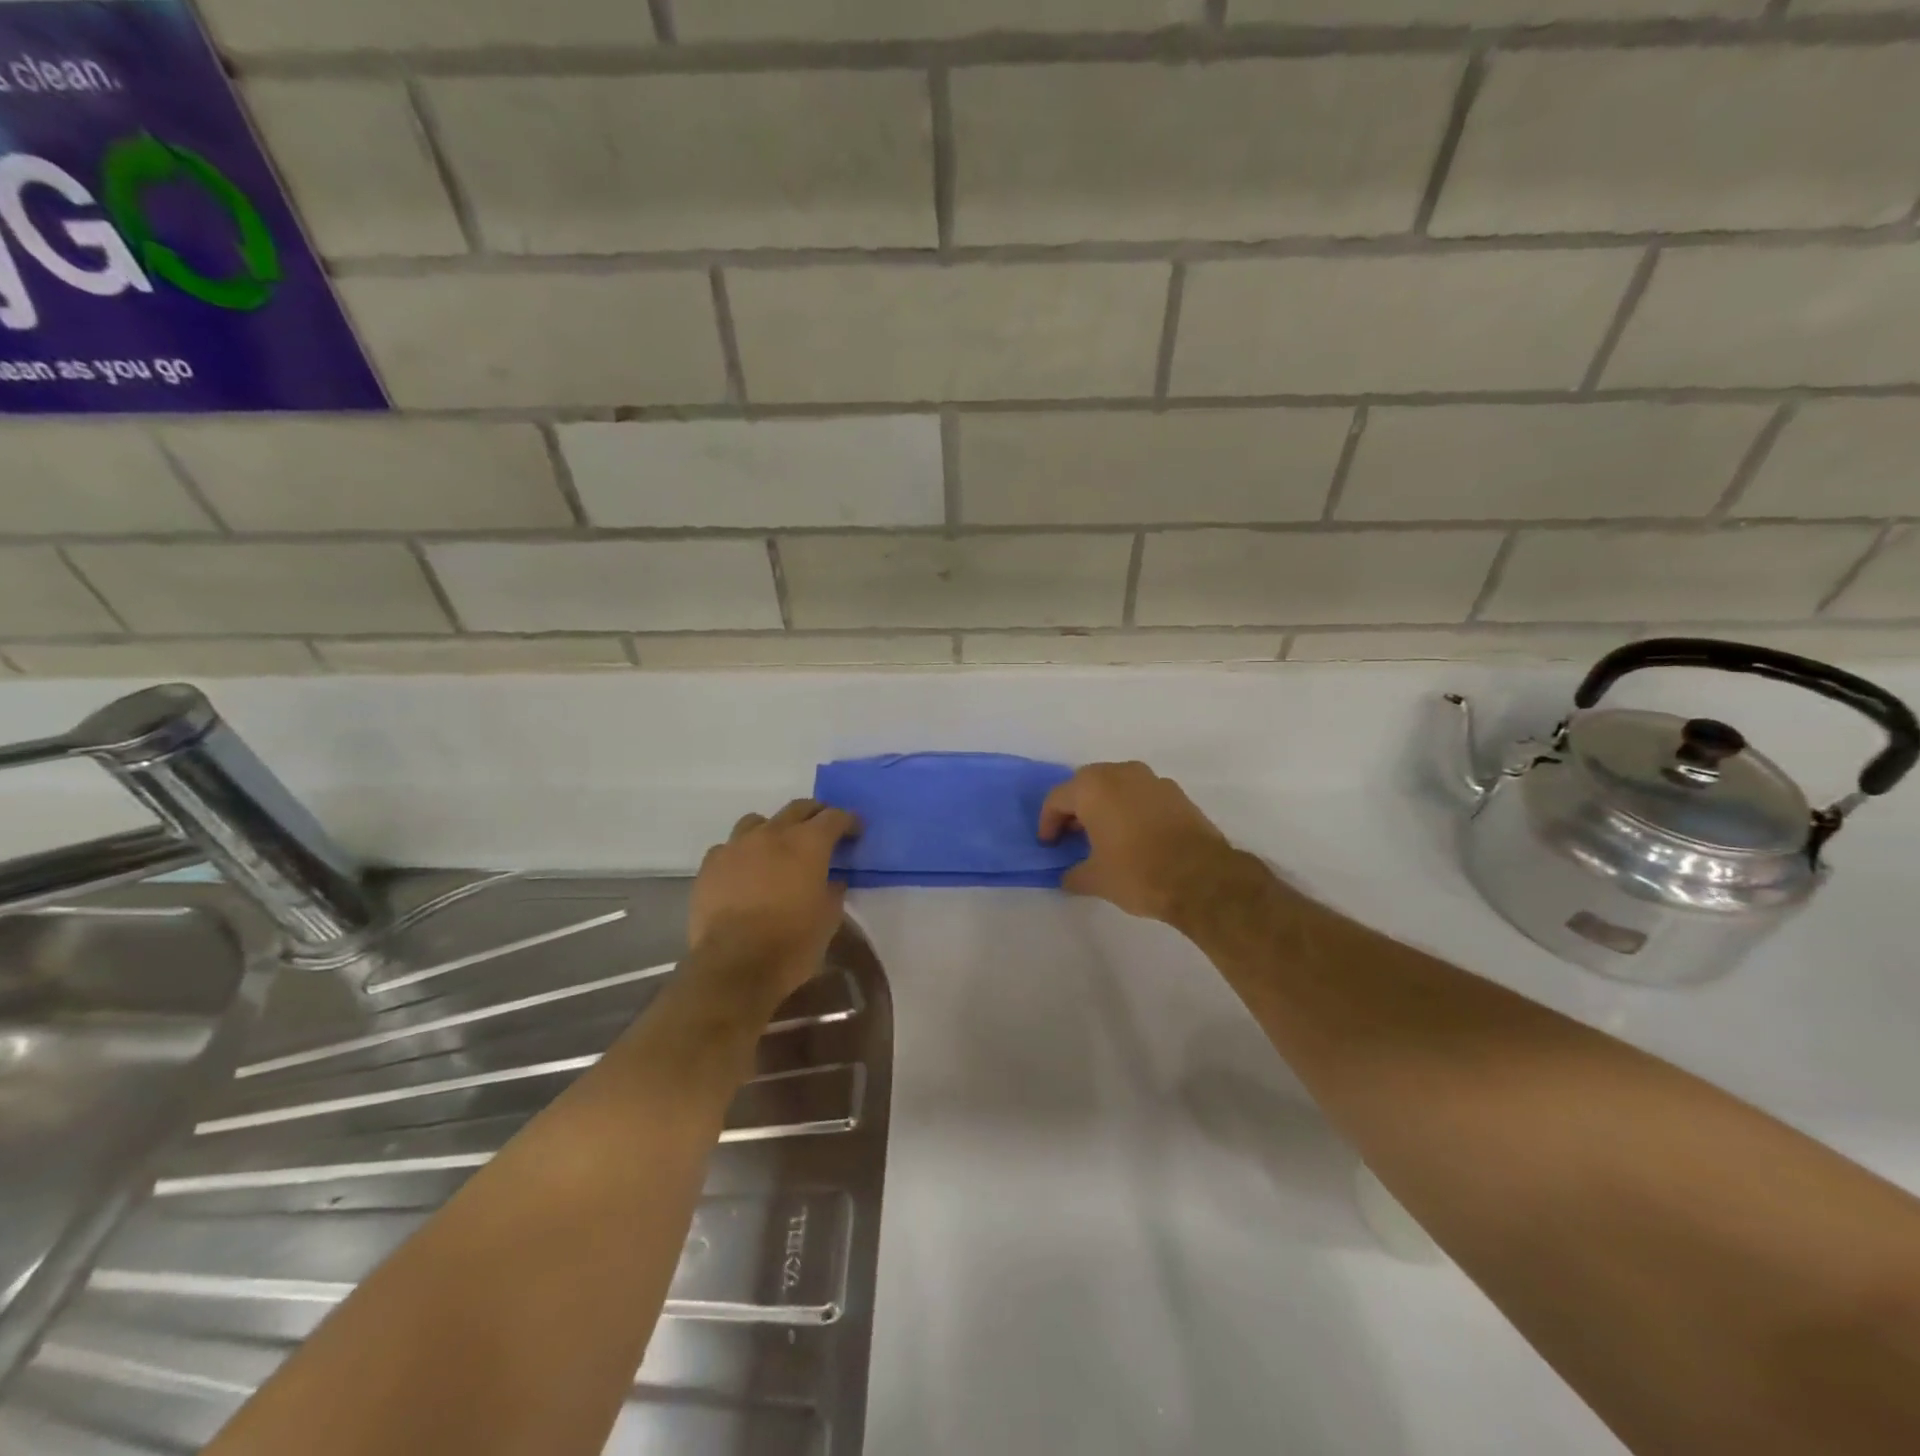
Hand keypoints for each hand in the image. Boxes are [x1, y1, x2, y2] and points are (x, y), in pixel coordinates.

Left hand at [688, 799, 860, 1007]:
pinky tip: (744, 871)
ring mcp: (737, 846)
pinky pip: (729, 847)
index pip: (834, 817)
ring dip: (773, 829)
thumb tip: (832, 881)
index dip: (848, 821)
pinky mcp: (710, 865)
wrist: (733, 965)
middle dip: (814, 815)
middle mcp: (772, 834)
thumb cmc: (792, 943)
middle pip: (797, 808)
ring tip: (777, 848)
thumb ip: (833, 892)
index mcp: (808, 844)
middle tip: (822, 830)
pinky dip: (742, 853)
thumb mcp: (828, 919)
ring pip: (757, 821)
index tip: (855, 831)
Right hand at [1039, 761, 1245, 925]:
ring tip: (1103, 835)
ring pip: (1116, 786)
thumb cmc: (1137, 872)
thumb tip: (1068, 877)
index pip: (1057, 799)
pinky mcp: (1177, 793)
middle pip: (1086, 785)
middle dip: (1075, 809)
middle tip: (1072, 835)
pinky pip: (1141, 795)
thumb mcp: (1096, 880)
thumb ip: (1074, 874)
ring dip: (1105, 805)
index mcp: (1093, 788)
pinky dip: (1130, 809)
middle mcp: (1121, 773)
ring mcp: (1152, 780)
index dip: (1048, 823)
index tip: (1049, 845)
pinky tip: (1134, 836)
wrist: (1202, 878)